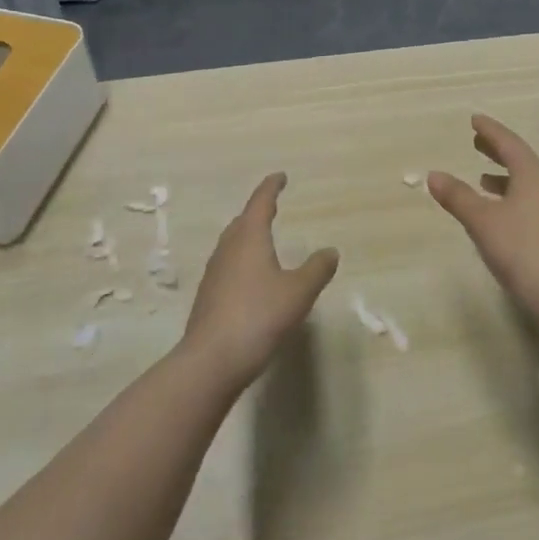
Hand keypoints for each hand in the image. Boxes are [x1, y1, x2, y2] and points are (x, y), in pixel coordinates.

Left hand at [183, 174, 337, 388]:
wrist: (211, 362)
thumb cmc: (258, 317)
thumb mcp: (298, 292)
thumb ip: (316, 269)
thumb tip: (330, 251)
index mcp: (249, 239)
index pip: (260, 204)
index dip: (271, 188)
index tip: (280, 177)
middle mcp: (228, 250)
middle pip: (241, 222)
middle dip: (256, 212)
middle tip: (271, 206)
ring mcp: (214, 275)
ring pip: (231, 245)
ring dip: (246, 236)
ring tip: (261, 240)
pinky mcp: (208, 299)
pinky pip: (227, 267)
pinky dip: (241, 261)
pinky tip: (250, 279)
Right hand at [428, 115, 538, 320]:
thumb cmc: (522, 250)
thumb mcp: (482, 222)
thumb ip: (458, 197)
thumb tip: (433, 175)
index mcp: (534, 174)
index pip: (509, 143)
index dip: (490, 131)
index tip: (475, 120)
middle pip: (522, 161)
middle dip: (498, 151)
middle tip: (477, 143)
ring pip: (530, 183)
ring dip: (506, 178)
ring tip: (484, 180)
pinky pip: (535, 202)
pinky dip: (515, 197)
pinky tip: (504, 214)